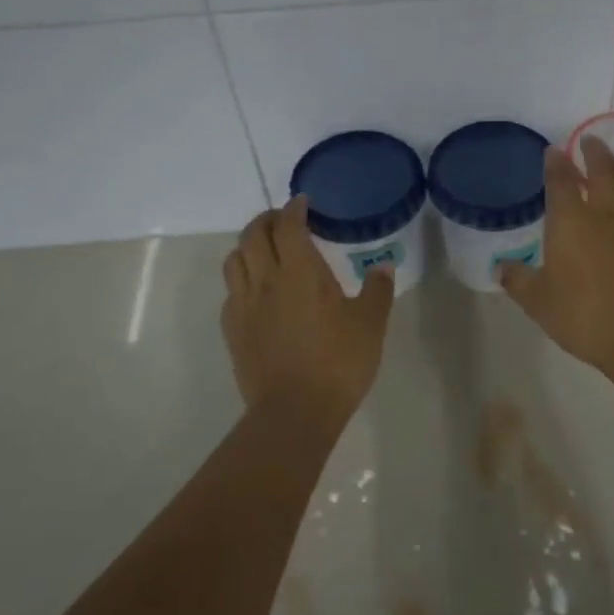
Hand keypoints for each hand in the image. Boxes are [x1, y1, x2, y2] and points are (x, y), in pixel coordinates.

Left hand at [220, 197, 395, 420]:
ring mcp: (244, 305)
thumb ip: (377, 291)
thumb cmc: (338, 362)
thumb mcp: (370, 325)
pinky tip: (257, 292)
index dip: (294, 209)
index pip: (289, 226)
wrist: (294, 411)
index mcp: (300, 272)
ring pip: (234, 260)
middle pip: (253, 234)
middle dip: (267, 220)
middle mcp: (266, 280)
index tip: (304, 203)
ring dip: (248, 246)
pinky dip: (242, 279)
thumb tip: (382, 267)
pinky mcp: (232, 330)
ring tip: (265, 251)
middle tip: (284, 221)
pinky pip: (231, 292)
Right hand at [499, 137, 613, 370]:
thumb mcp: (538, 302)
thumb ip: (518, 281)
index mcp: (570, 222)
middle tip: (591, 143)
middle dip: (594, 150)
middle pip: (602, 166)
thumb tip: (500, 268)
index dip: (555, 162)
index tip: (554, 152)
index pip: (559, 180)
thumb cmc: (582, 317)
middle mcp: (608, 211)